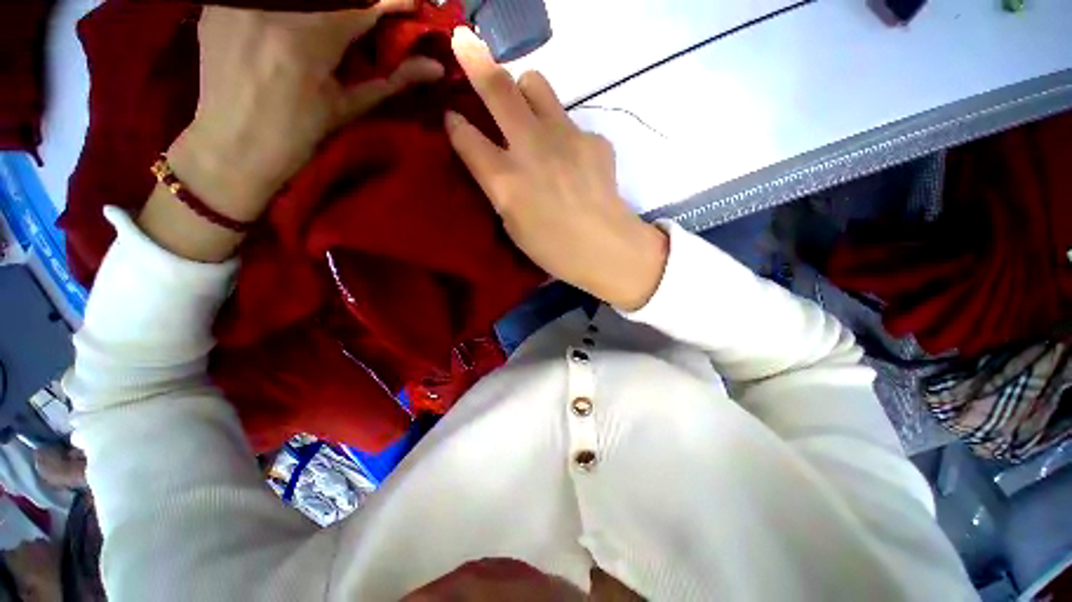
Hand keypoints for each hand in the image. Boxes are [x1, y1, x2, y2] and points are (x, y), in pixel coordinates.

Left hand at [142, 0, 442, 261]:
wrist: (232, 148)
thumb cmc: (299, 137)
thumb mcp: (348, 109)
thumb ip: (391, 81)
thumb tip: (434, 68)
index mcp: (308, 40)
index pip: (364, 5)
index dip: (394, 2)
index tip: (412, 4)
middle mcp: (272, 9)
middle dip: (359, 1)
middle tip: (369, 18)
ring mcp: (239, 2)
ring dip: (322, 4)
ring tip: (329, 30)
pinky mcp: (218, 4)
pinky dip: (288, 5)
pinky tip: (291, 22)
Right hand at [444, 28, 667, 310]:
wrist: (605, 248)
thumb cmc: (553, 249)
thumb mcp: (513, 226)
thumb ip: (500, 189)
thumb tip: (495, 161)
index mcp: (505, 180)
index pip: (466, 137)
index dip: (455, 124)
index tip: (453, 118)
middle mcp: (531, 148)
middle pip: (498, 89)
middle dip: (475, 61)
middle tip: (464, 42)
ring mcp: (565, 137)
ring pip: (537, 85)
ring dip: (523, 89)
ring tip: (526, 108)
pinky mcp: (593, 138)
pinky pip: (569, 121)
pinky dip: (561, 132)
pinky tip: (570, 158)